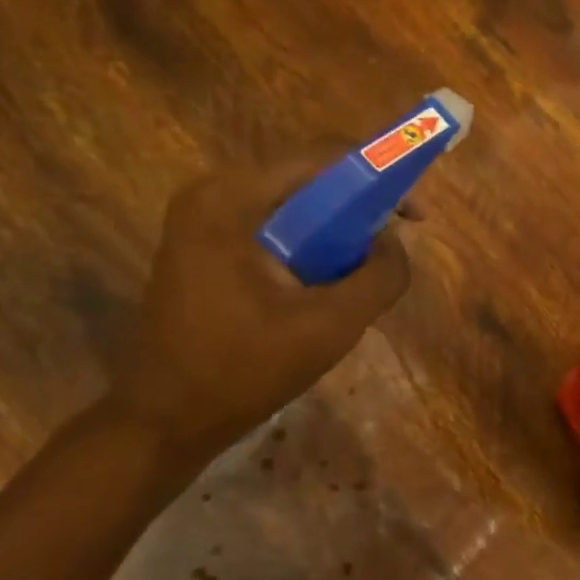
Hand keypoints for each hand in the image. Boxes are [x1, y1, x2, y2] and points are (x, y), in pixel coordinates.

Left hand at [102, 148, 411, 454]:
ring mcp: (200, 222)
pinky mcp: (200, 249)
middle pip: (305, 181)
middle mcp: (211, 195)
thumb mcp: (330, 326)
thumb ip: (379, 277)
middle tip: (389, 251)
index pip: (323, 157)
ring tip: (358, 276)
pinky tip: (319, 288)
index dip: (380, 176)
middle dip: (357, 210)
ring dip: (332, 234)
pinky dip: (304, 249)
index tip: (415, 216)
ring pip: (290, 209)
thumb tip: (393, 243)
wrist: (165, 421)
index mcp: (232, 198)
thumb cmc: (244, 372)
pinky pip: (269, 231)